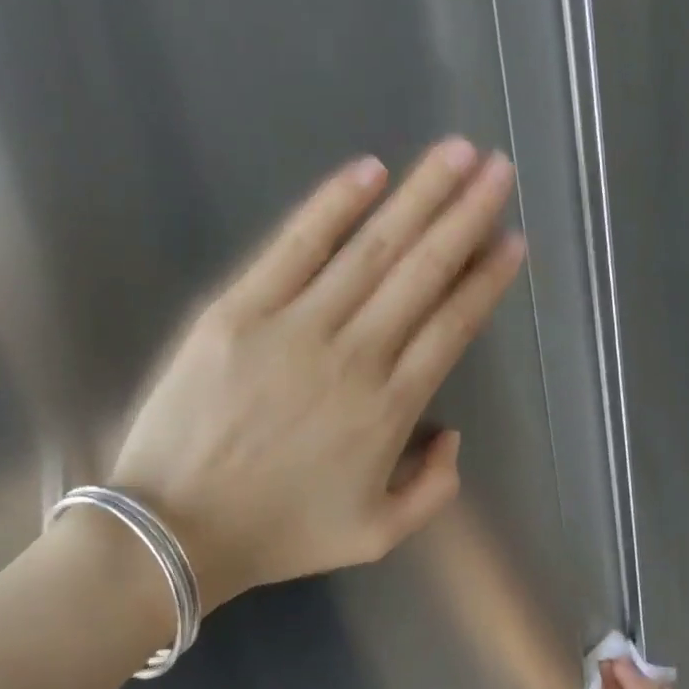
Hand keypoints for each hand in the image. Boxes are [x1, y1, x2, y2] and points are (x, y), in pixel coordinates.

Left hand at [108, 138, 524, 610]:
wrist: (175, 532)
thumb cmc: (280, 534)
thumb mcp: (377, 535)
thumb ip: (433, 488)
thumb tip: (452, 434)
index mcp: (391, 409)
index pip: (452, 327)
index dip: (486, 279)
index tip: (512, 239)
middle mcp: (354, 356)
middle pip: (422, 272)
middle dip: (466, 215)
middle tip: (498, 168)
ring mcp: (294, 327)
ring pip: (371, 249)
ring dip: (418, 196)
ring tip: (456, 153)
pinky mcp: (237, 311)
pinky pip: (294, 248)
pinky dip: (331, 206)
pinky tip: (368, 171)